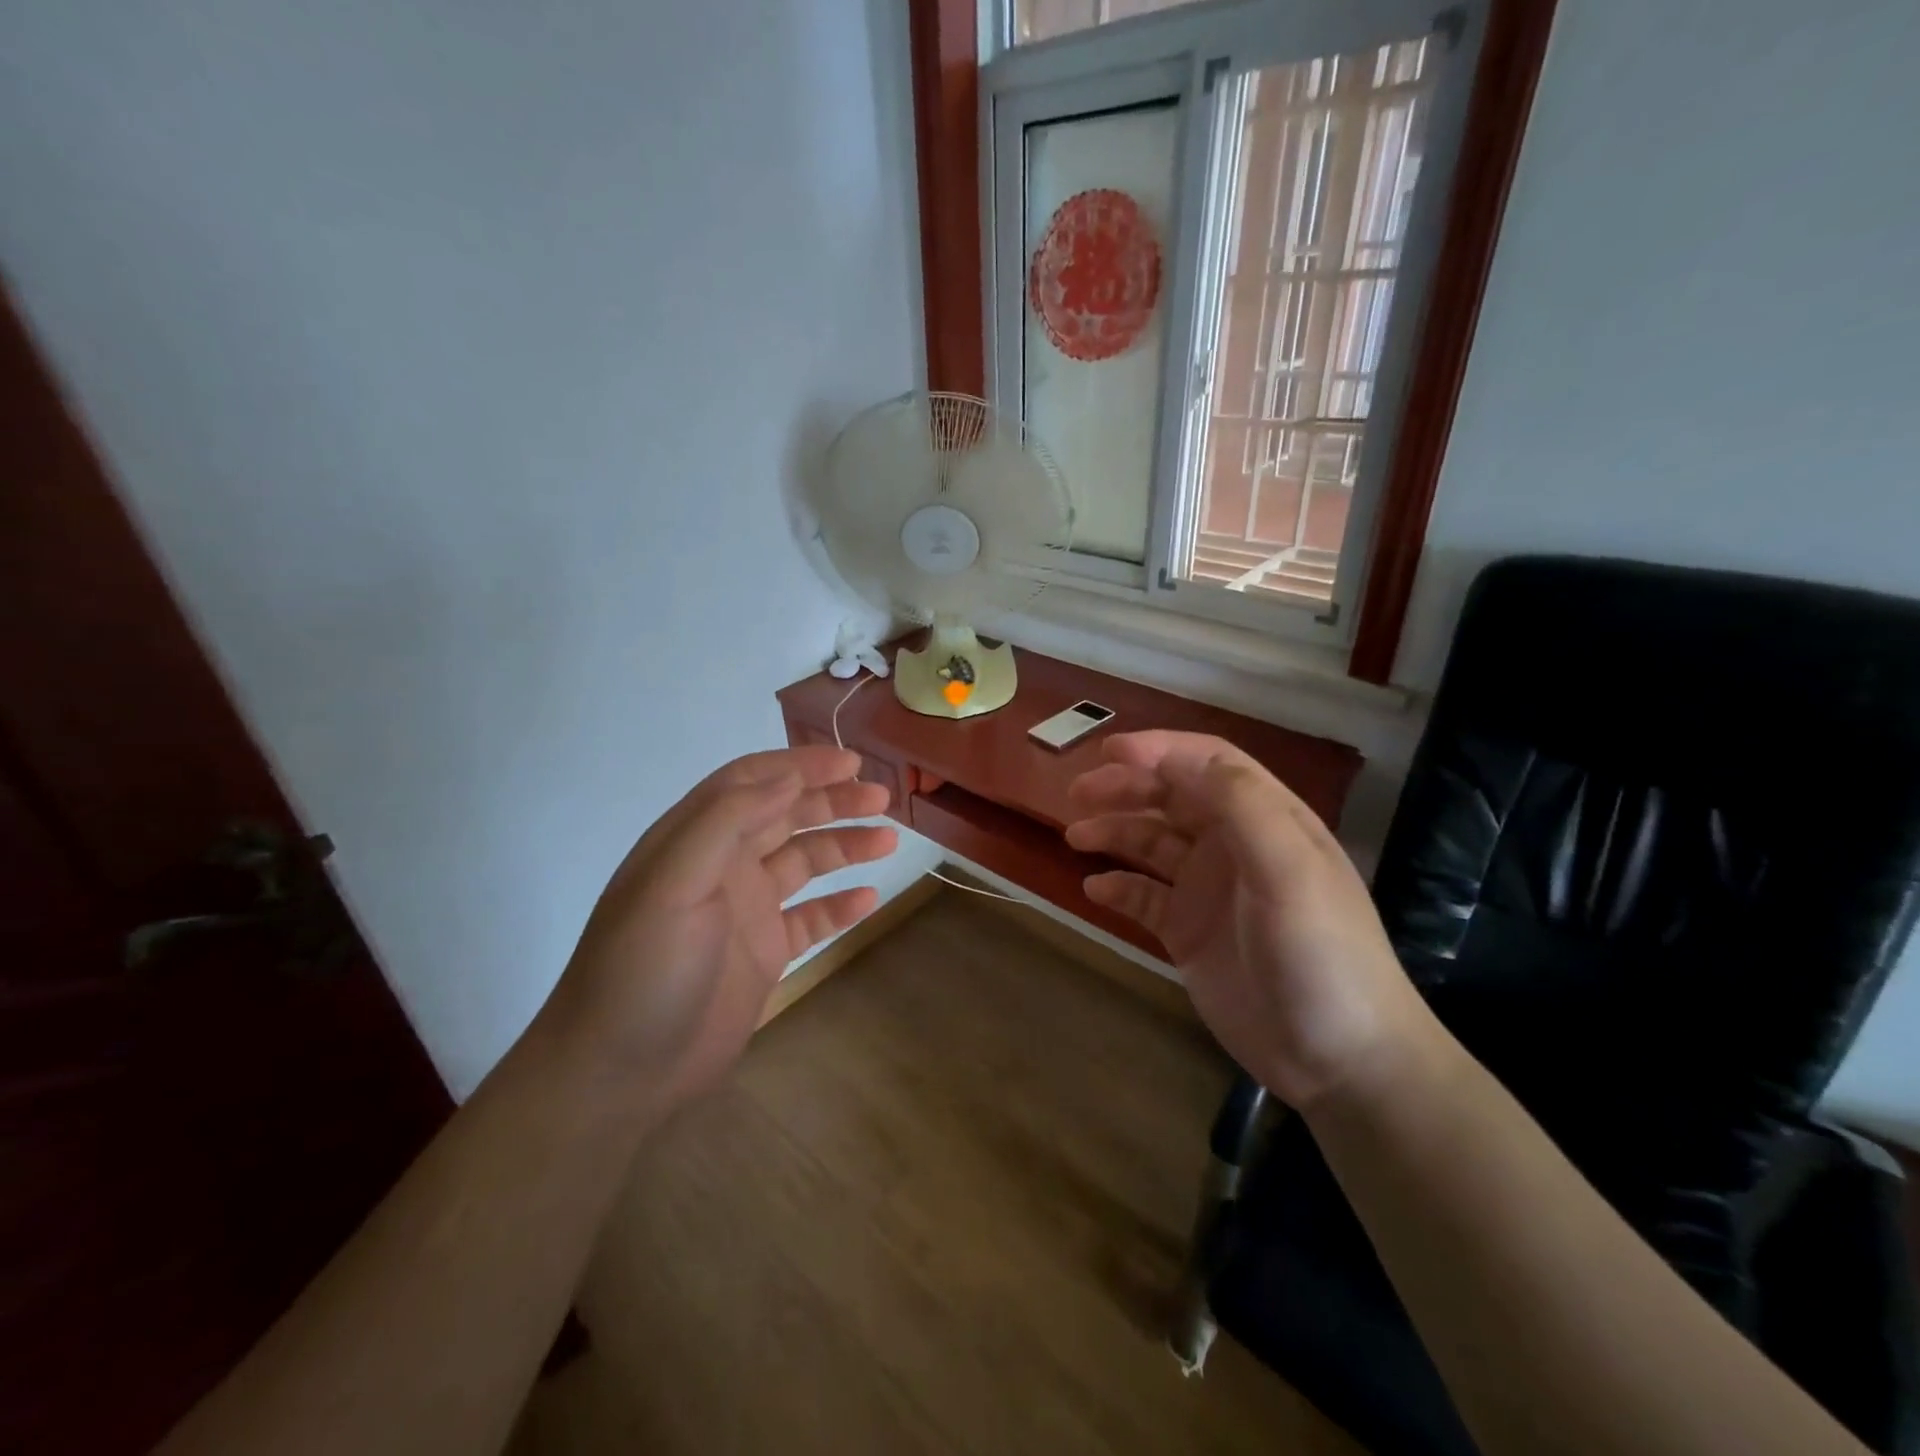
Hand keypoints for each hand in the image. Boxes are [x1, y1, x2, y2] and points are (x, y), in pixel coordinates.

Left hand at [540, 747, 896, 1107]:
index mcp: (694, 838)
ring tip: (888, 840)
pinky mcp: (763, 952)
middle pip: (785, 816)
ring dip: (845, 847)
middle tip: (882, 799)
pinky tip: (870, 900)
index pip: (752, 781)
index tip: (850, 763)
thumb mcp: (675, 882)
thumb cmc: (644, 968)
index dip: (800, 765)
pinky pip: (810, 918)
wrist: (620, 1074)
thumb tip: (788, 776)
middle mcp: (722, 865)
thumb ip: (728, 821)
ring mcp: (745, 910)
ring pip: (804, 862)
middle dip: (833, 802)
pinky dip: (839, 905)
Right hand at [1065, 731, 1428, 1109]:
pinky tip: (1094, 891)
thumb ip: (1238, 804)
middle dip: (1125, 787)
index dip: (1160, 750)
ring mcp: (1209, 891)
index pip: (1208, 764)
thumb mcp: (1288, 869)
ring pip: (1151, 844)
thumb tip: (1173, 758)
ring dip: (1114, 832)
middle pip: (1172, 798)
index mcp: (1267, 820)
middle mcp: (1234, 846)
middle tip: (1077, 793)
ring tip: (1075, 837)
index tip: (1109, 751)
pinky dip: (1118, 888)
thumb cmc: (1321, 953)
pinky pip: (1144, 898)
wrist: (1339, 1061)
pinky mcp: (1189, 933)